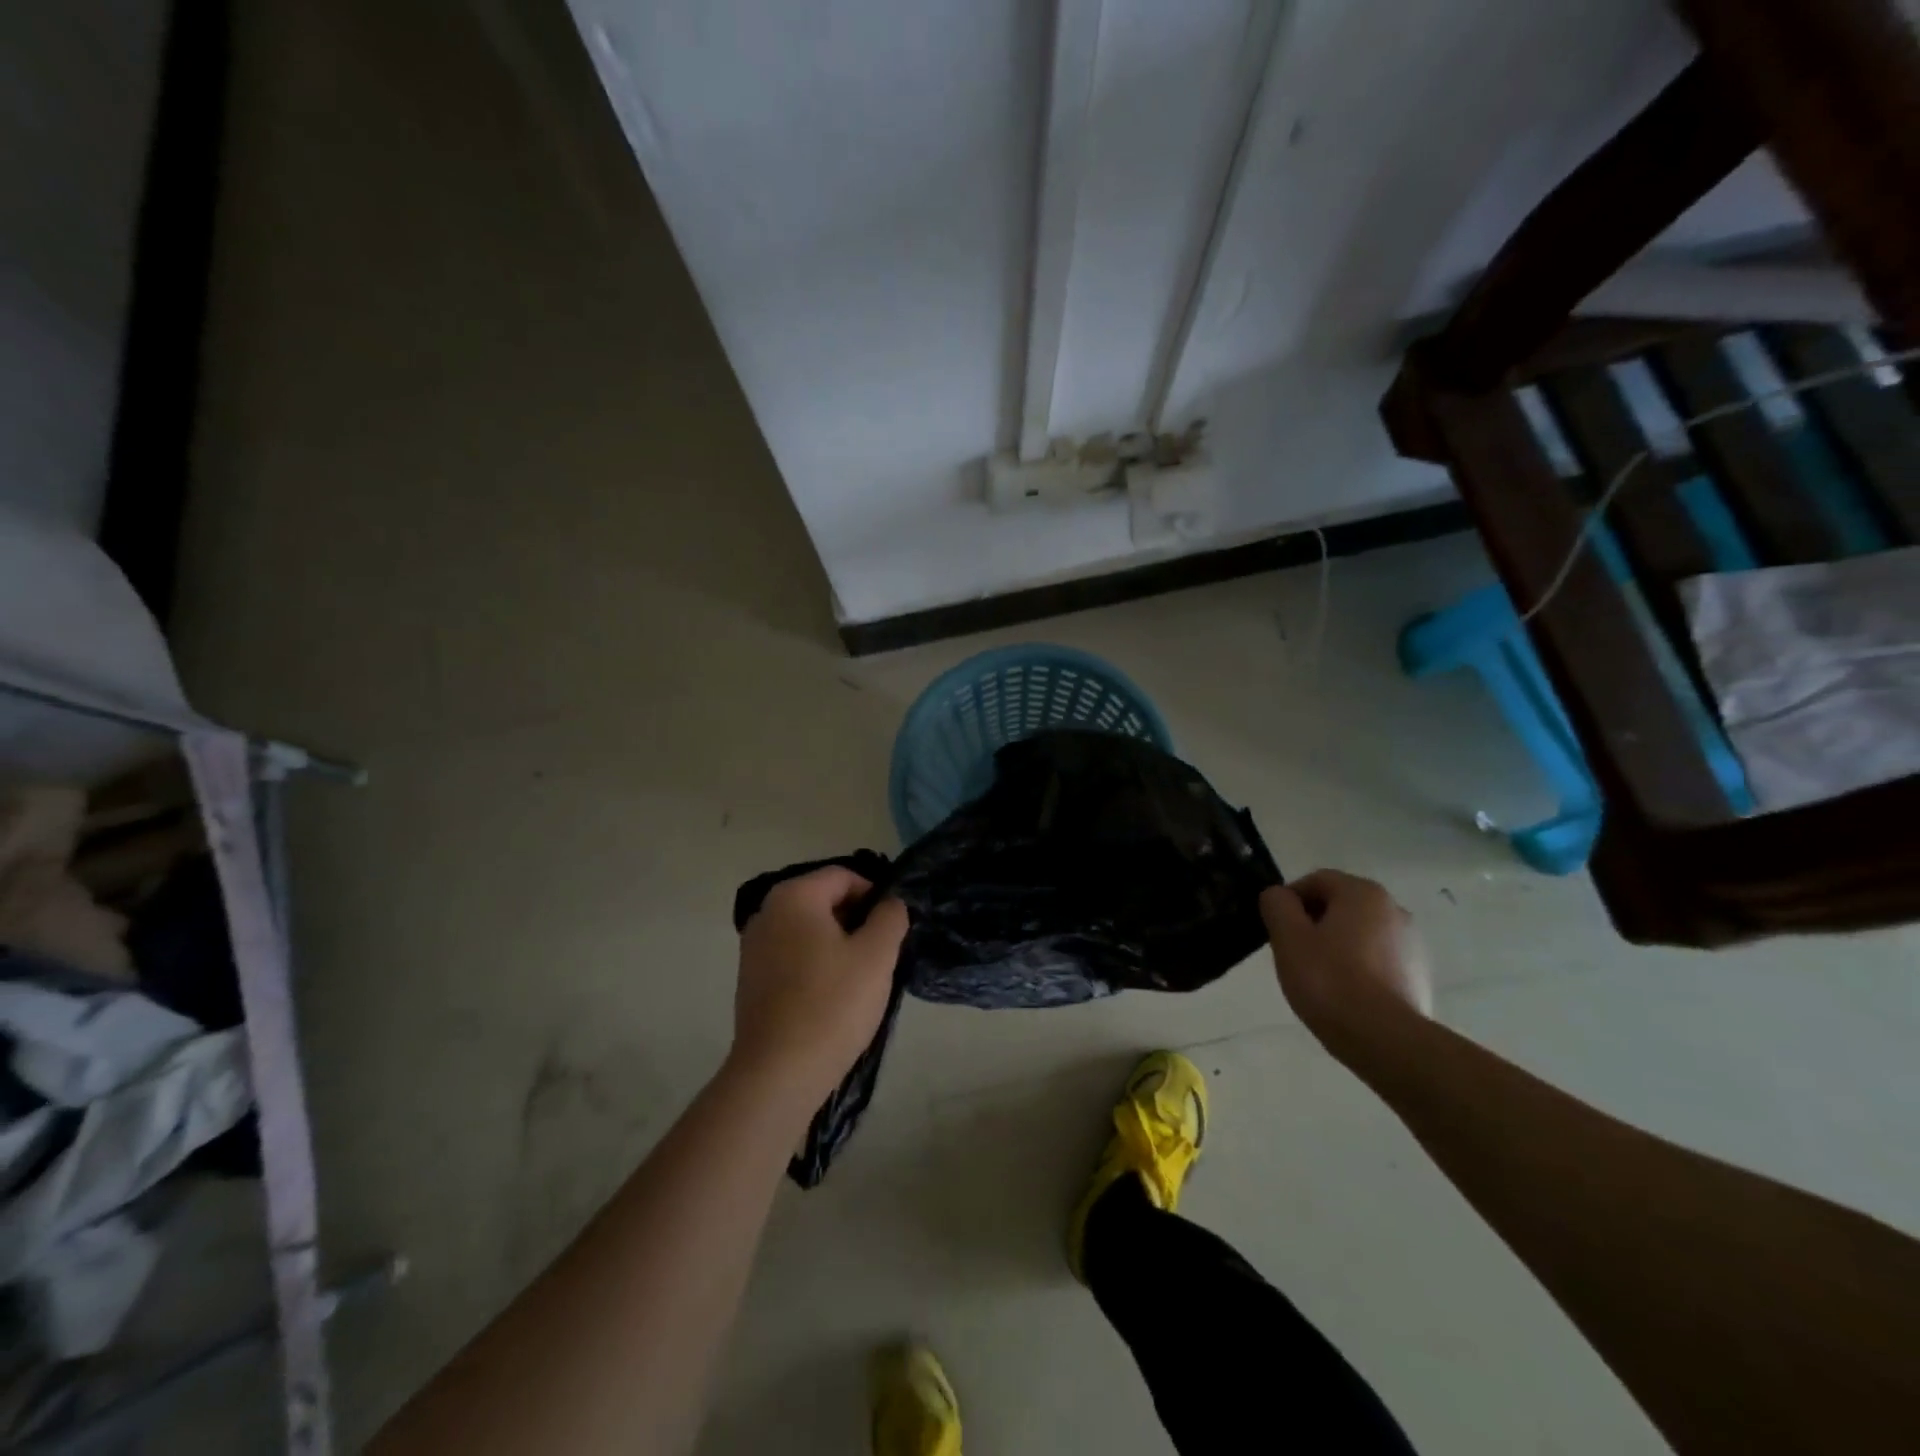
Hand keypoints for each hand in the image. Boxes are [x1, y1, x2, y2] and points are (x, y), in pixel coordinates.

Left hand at [731, 867, 908, 1103]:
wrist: (778, 1073)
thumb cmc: (832, 1004)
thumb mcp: (877, 955)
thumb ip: (890, 917)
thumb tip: (889, 903)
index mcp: (793, 896)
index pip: (844, 876)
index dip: (875, 895)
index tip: (893, 928)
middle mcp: (767, 913)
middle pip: (824, 900)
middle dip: (857, 920)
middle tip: (882, 954)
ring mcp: (753, 947)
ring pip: (810, 930)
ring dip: (839, 944)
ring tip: (861, 978)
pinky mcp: (751, 979)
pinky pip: (794, 955)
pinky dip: (817, 964)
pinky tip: (833, 996)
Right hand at [1260, 869, 1433, 1054]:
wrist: (1386, 1041)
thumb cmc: (1330, 980)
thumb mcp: (1287, 937)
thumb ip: (1276, 905)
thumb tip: (1279, 896)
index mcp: (1363, 893)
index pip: (1315, 881)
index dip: (1289, 901)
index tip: (1277, 930)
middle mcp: (1394, 909)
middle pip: (1340, 906)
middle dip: (1313, 924)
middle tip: (1293, 954)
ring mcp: (1412, 944)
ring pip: (1359, 934)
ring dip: (1336, 946)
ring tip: (1318, 979)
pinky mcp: (1419, 976)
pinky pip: (1377, 960)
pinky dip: (1359, 969)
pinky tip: (1345, 996)